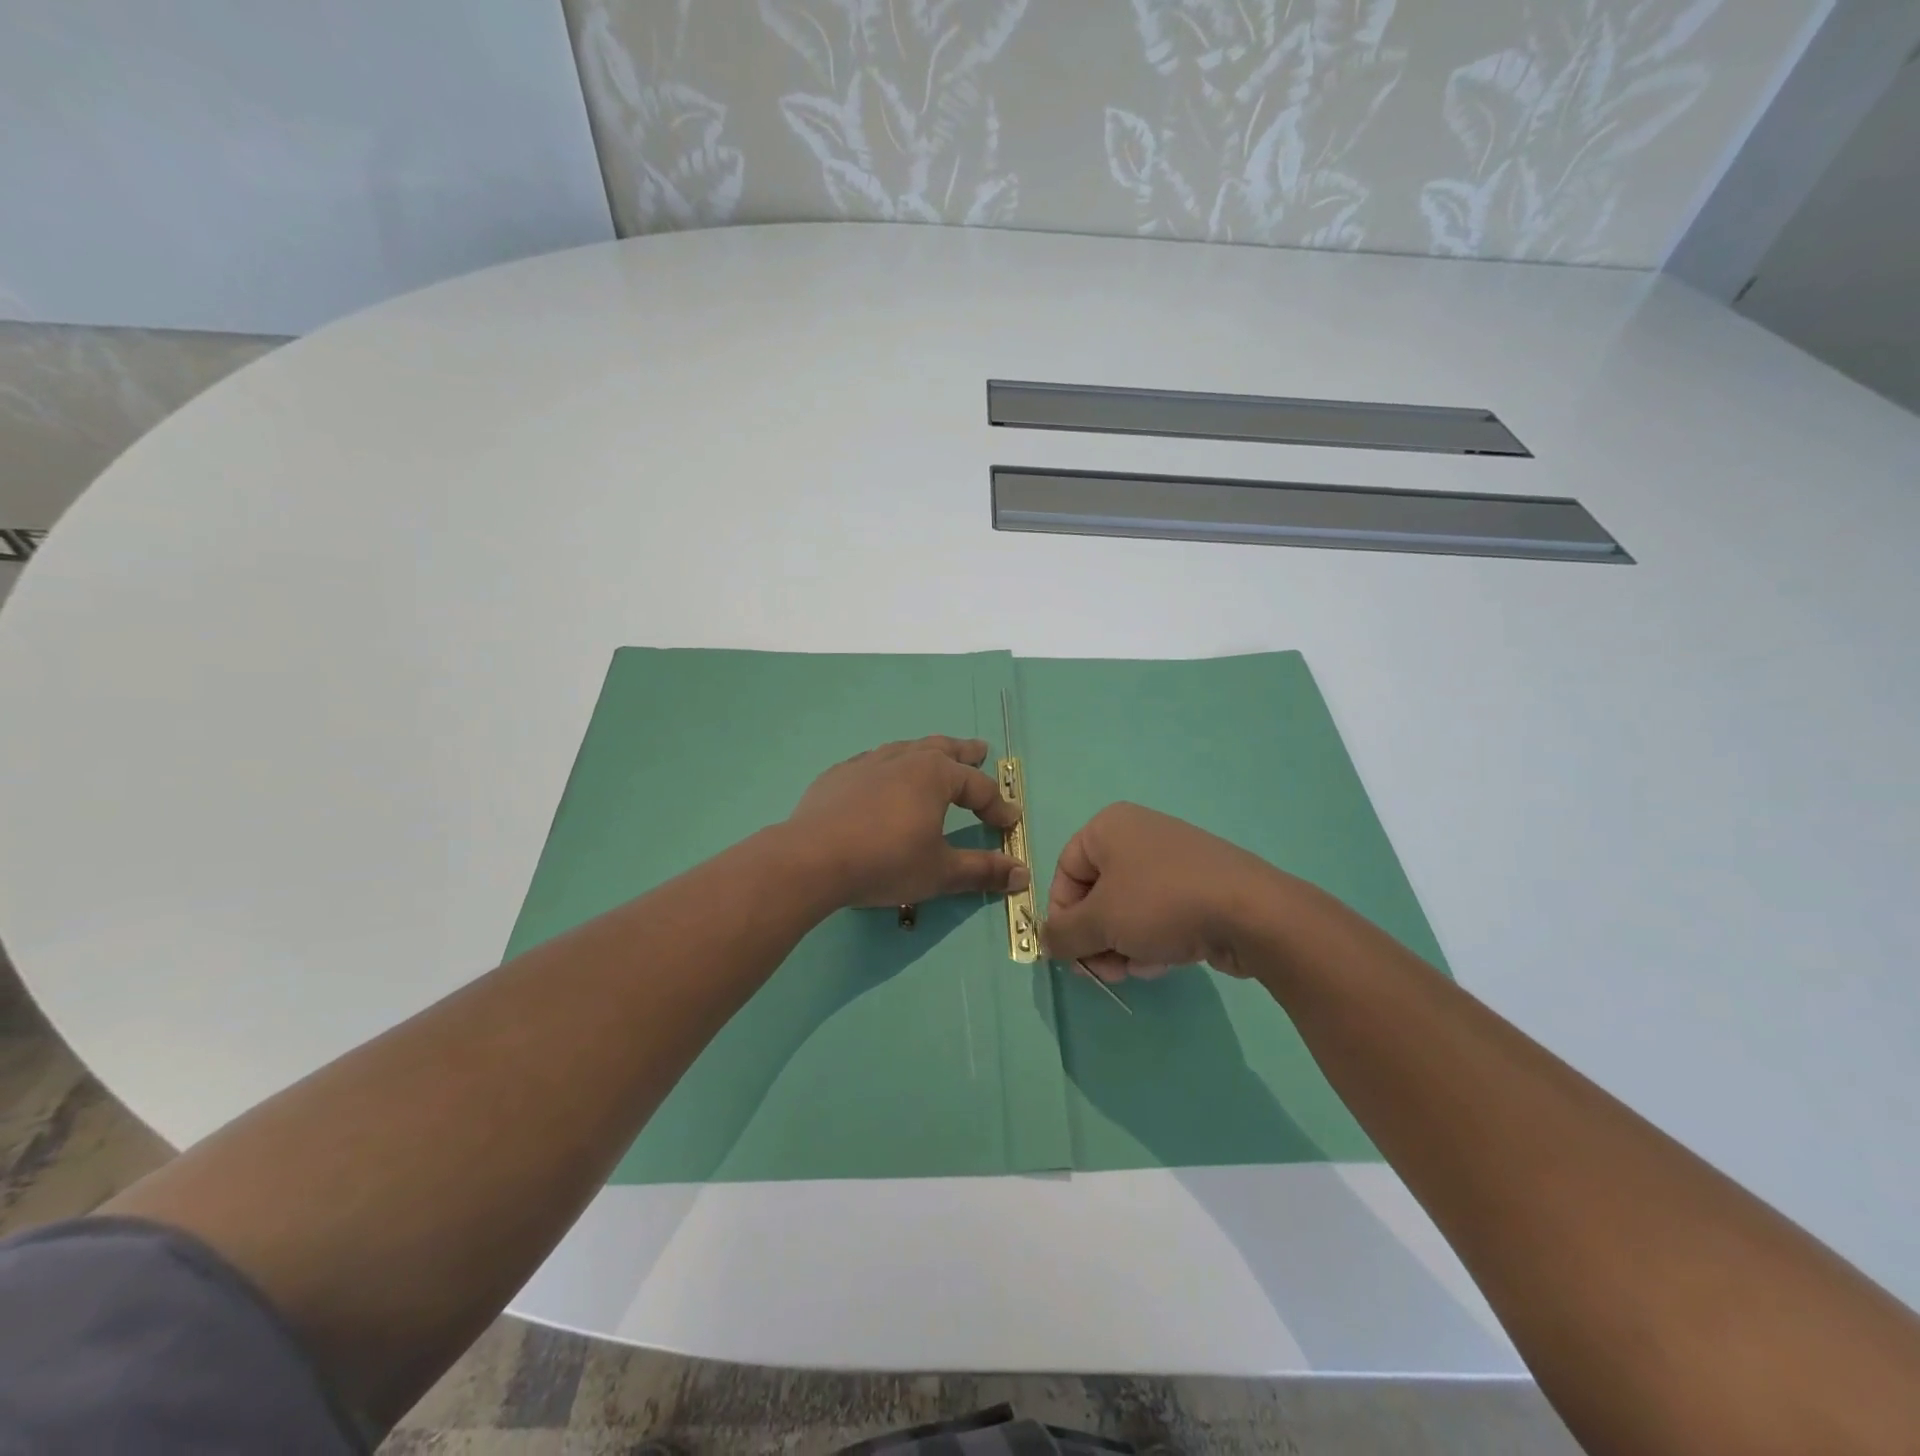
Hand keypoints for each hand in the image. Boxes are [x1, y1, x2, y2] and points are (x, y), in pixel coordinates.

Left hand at [783, 736, 1027, 909]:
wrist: (811, 859)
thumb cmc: (885, 862)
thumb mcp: (940, 872)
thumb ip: (982, 870)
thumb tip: (1022, 874)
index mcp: (934, 775)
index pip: (978, 786)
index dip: (997, 805)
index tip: (1009, 821)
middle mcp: (904, 759)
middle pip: (942, 749)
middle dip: (965, 753)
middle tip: (980, 750)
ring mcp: (867, 763)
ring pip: (906, 749)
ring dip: (926, 752)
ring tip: (934, 755)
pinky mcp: (838, 775)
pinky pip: (873, 762)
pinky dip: (889, 766)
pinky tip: (882, 777)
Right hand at [1040, 803, 1283, 981]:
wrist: (1252, 913)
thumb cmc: (1162, 904)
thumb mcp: (1100, 921)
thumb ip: (1062, 933)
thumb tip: (1046, 942)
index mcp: (1109, 827)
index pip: (1065, 872)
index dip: (1063, 915)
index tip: (1072, 953)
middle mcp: (1138, 834)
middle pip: (1096, 894)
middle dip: (1096, 938)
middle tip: (1105, 971)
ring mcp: (1172, 859)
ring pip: (1127, 909)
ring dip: (1123, 945)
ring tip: (1138, 969)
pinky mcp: (1199, 885)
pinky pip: (1158, 913)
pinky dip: (1152, 939)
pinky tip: (1163, 963)